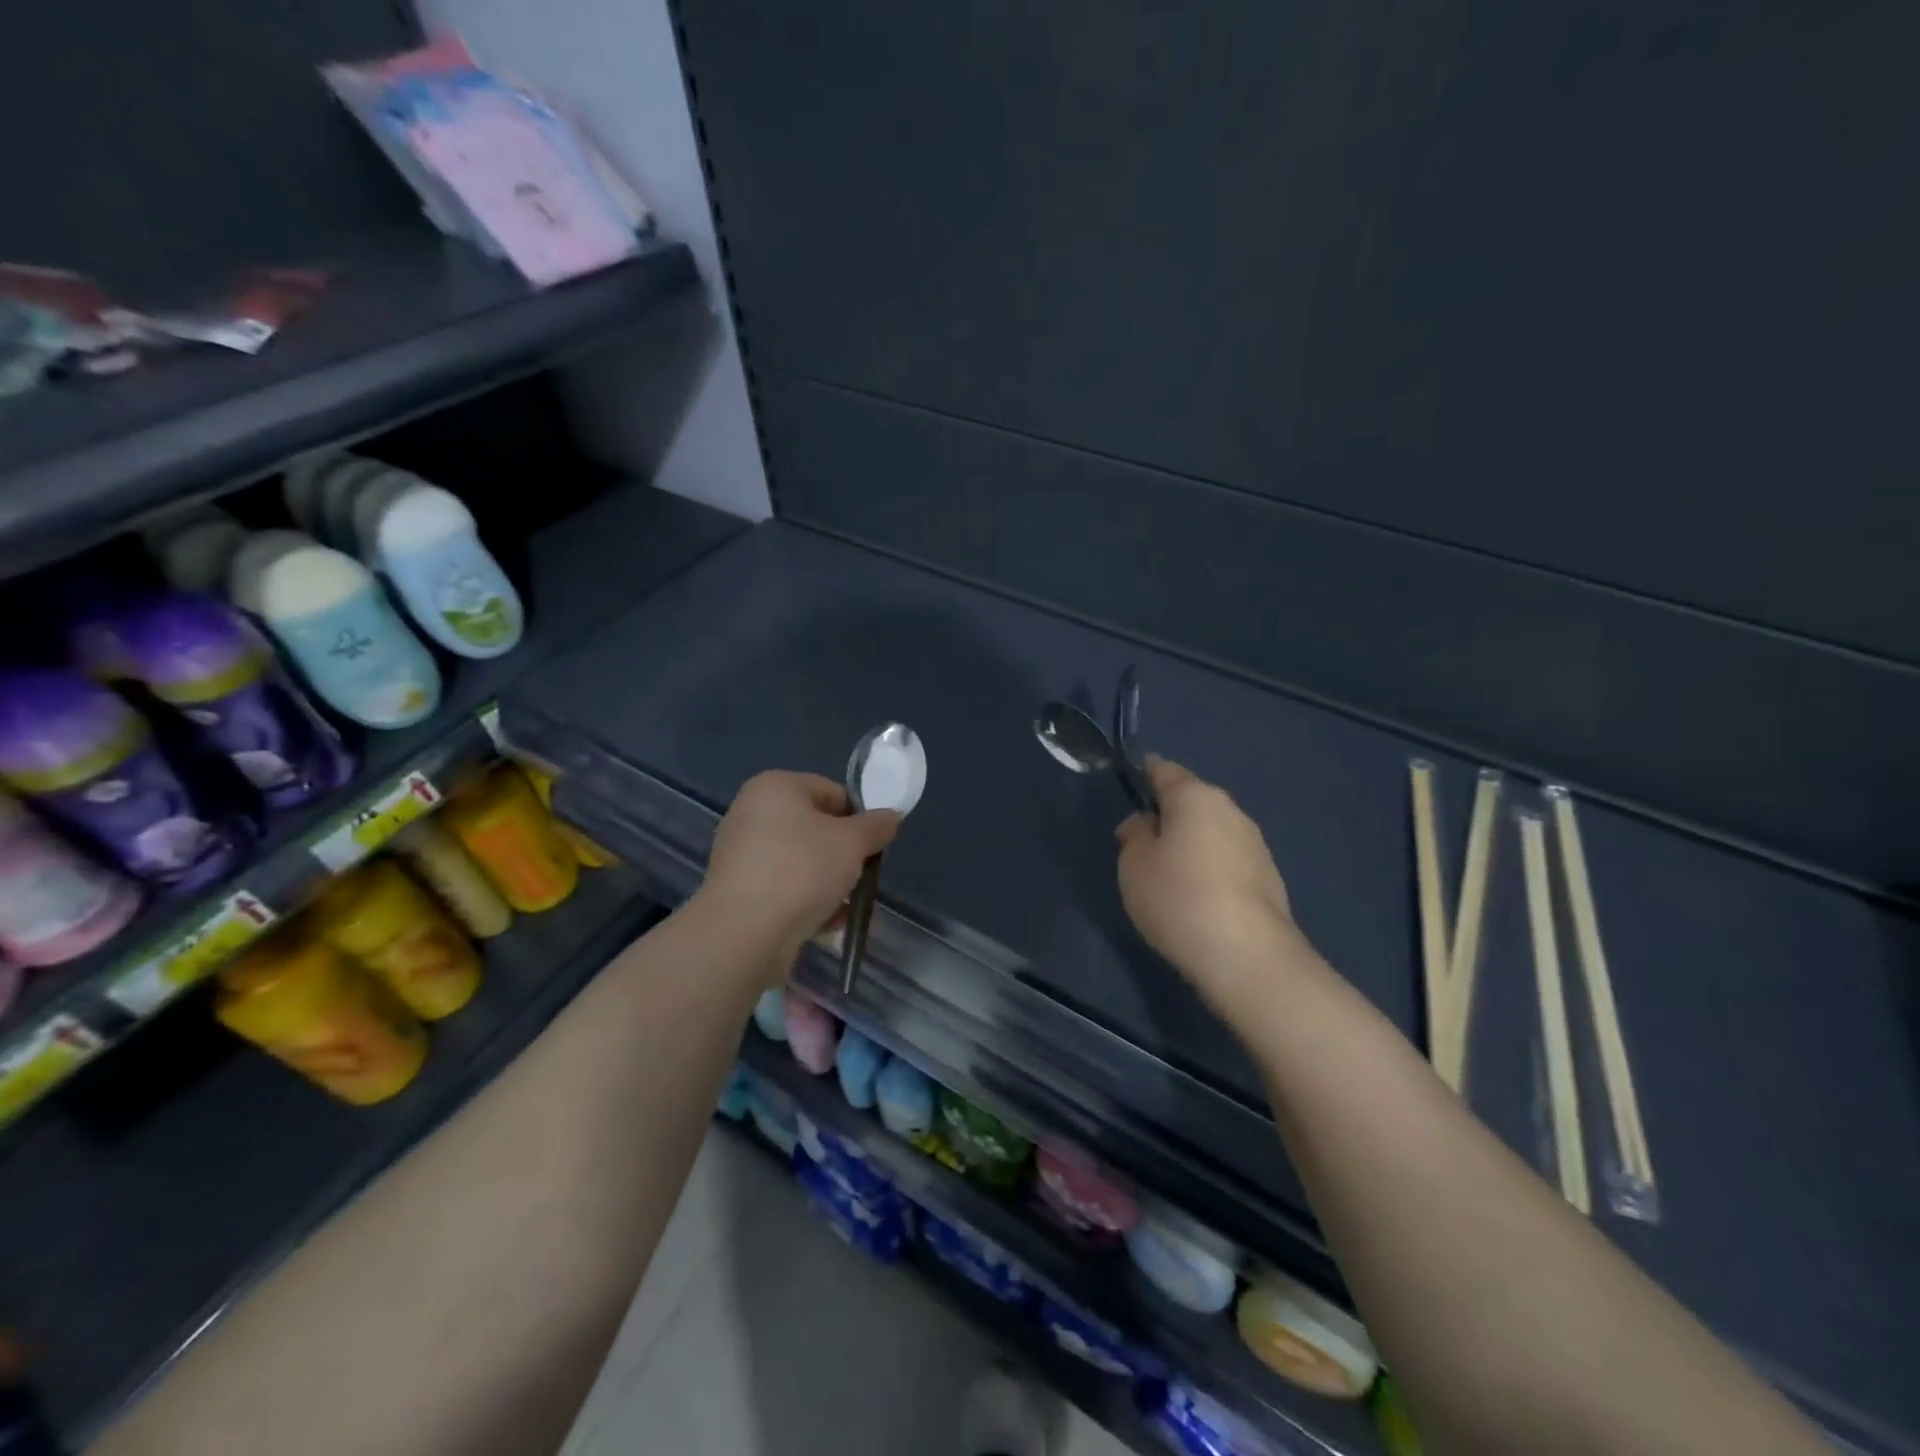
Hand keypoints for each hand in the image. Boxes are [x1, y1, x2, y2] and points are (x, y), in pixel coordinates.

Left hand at [694, 770, 899, 979]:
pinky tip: (827, 924)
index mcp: (774, 787)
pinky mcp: (739, 892)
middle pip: (816, 828)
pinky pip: (785, 889)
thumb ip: (877, 826)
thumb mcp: (852, 842)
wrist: (744, 934)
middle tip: (861, 876)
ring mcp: (741, 854)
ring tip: (847, 906)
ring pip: (803, 862)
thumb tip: (890, 817)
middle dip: (844, 855)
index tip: (873, 846)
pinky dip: (807, 902)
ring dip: (830, 883)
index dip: (859, 818)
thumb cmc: (801, 871)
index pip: (832, 791)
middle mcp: (752, 813)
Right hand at [1116, 756, 1305, 1008]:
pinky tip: (1198, 896)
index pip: (1165, 771)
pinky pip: (1227, 859)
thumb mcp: (1134, 864)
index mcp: (1195, 797)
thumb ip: (1135, 835)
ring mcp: (1255, 844)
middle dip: (1168, 815)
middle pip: (1192, 801)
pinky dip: (1210, 867)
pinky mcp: (1269, 877)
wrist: (1247, 955)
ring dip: (1191, 843)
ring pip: (1212, 831)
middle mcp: (1231, 810)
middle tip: (1142, 843)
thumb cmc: (1178, 897)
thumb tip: (1147, 824)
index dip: (1146, 773)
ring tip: (1169, 875)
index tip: (1133, 783)